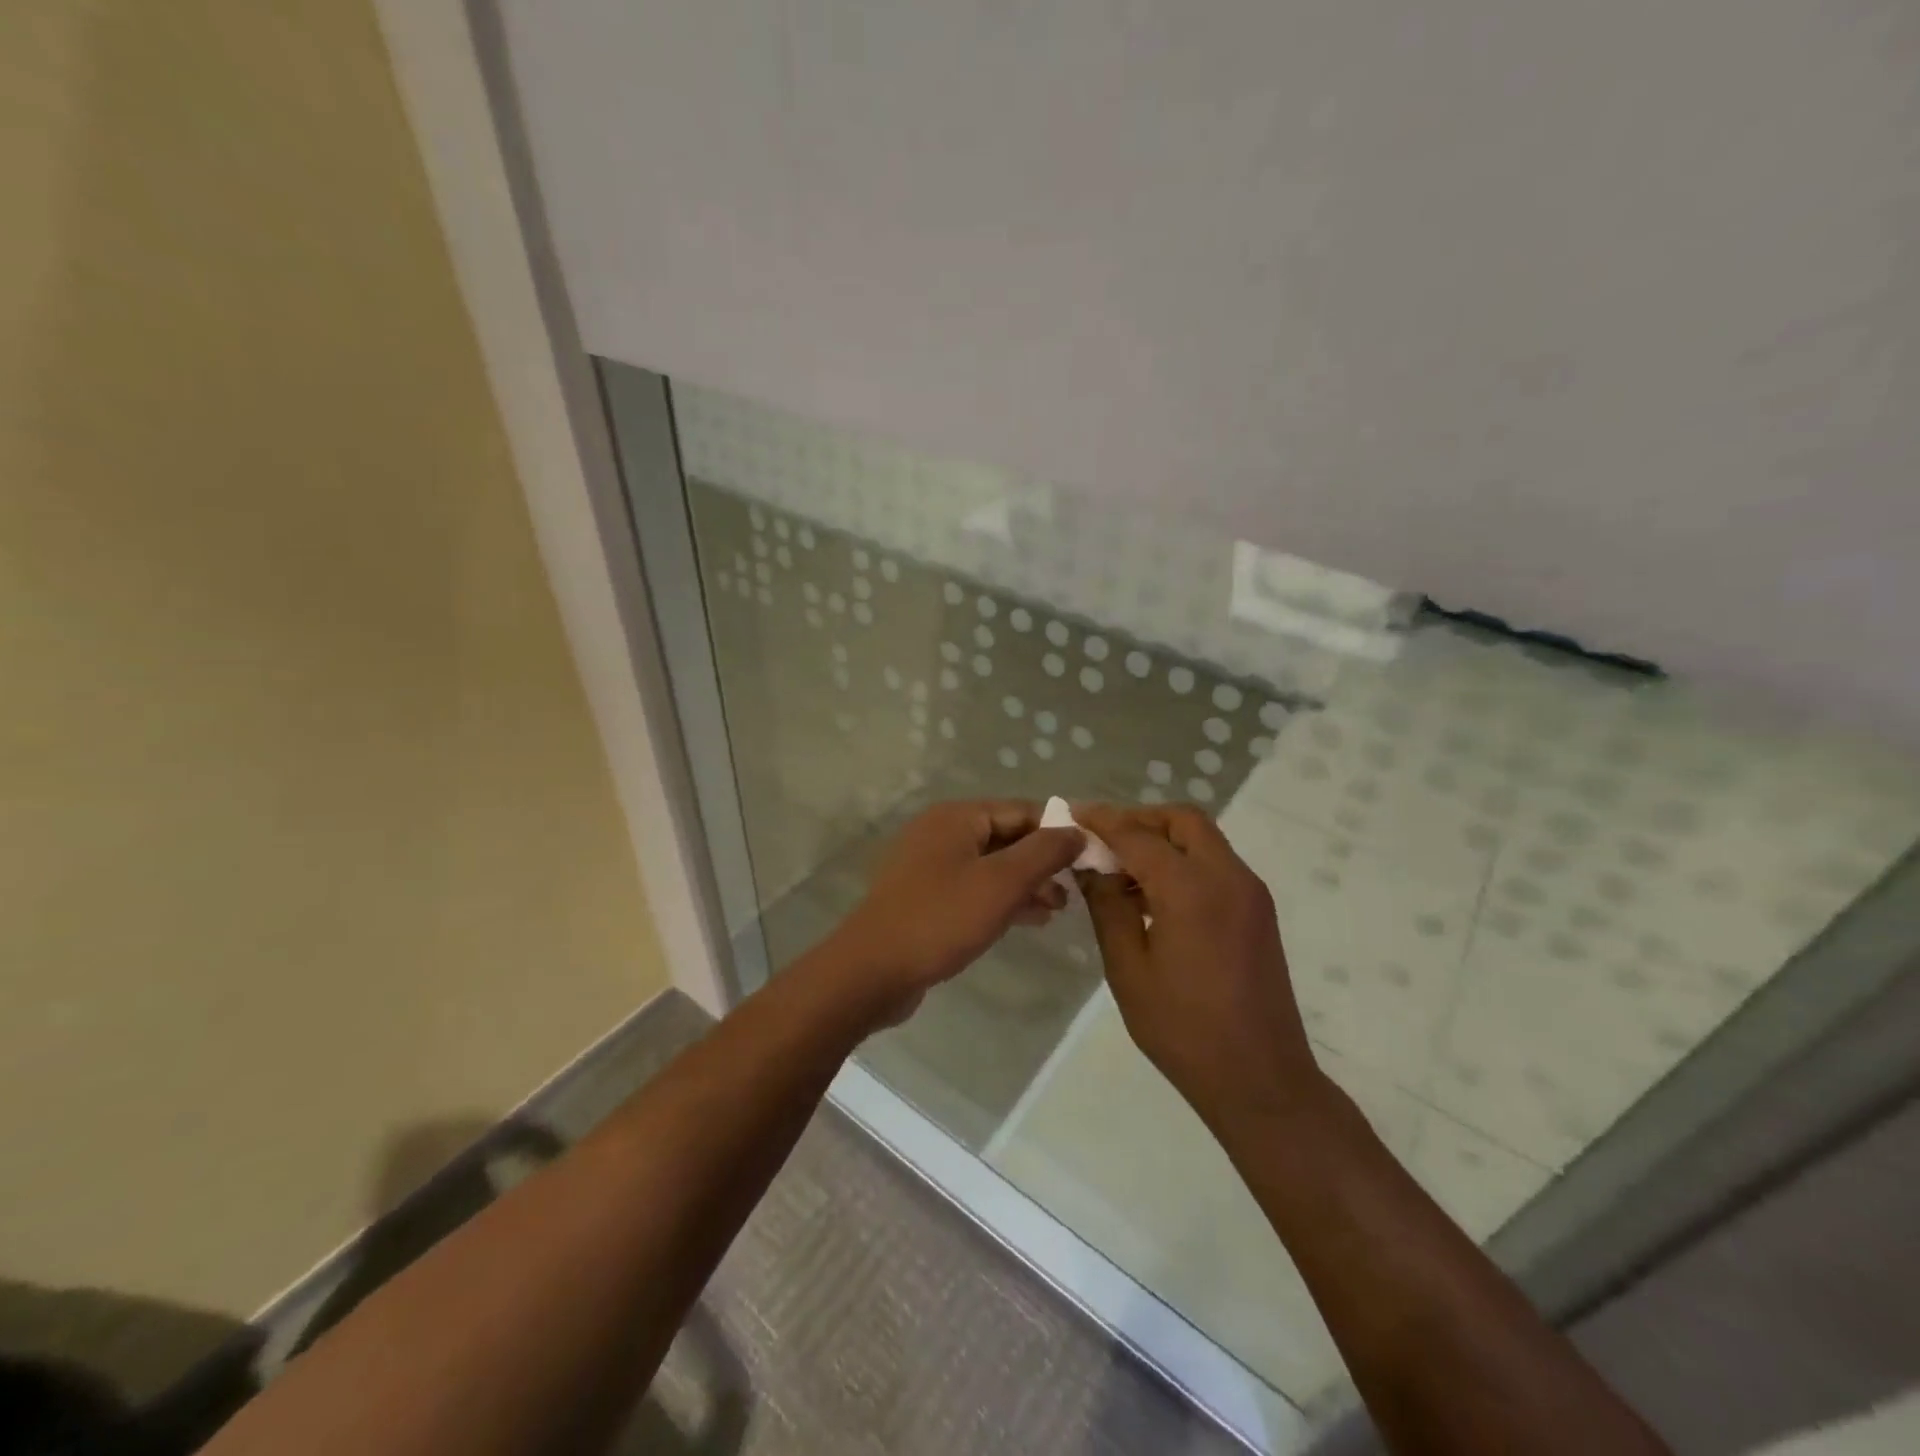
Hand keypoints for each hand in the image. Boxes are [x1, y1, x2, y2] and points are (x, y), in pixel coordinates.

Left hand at [829, 800, 1083, 1027]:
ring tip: (1059, 908)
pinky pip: (973, 888)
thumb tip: (1078, 830)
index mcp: (957, 817)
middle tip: (1077, 889)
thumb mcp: (1002, 883)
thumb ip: (1044, 853)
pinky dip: (1001, 899)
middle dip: (1043, 861)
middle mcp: (941, 833)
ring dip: (1026, 883)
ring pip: (991, 866)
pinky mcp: (925, 897)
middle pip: (1006, 837)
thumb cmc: (941, 918)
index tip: (1091, 857)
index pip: (1022, 811)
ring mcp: (929, 866)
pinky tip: (1029, 920)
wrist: (872, 971)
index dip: (1059, 830)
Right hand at [1074, 804, 1325, 1128]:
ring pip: (1202, 839)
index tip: (1072, 814)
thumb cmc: (1183, 1028)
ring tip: (1123, 871)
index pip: (1138, 835)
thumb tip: (1090, 865)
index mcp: (1191, 889)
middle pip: (1182, 821)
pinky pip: (1215, 864)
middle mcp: (1228, 877)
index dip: (1102, 821)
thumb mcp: (1128, 967)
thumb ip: (1107, 906)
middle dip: (1140, 820)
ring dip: (1162, 840)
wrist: (1260, 1078)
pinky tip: (1154, 895)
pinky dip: (1183, 861)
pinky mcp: (1258, 911)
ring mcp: (1249, 892)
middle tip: (1103, 842)